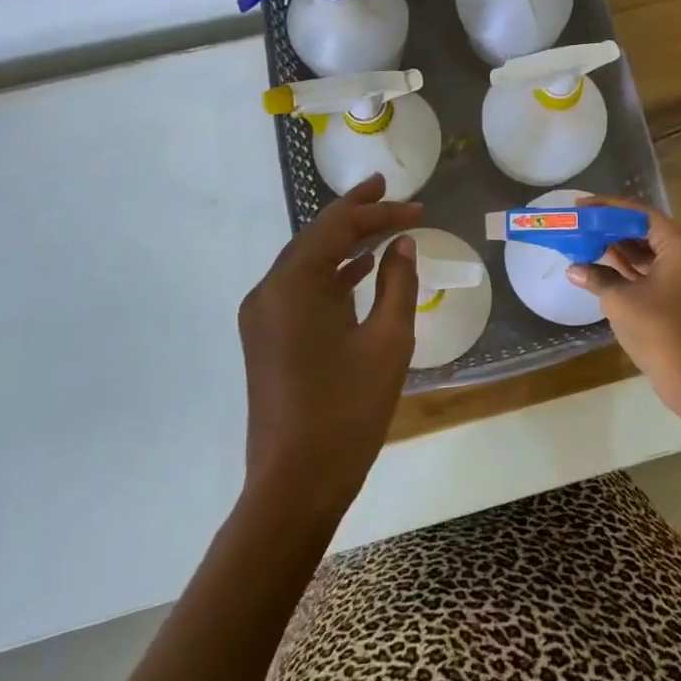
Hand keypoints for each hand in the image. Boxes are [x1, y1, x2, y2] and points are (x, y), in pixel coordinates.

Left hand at [237, 173, 422, 522]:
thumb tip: (402, 244)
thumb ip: (397, 284)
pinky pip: (301, 289)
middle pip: (316, 237)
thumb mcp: (387, 342)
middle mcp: (269, 291)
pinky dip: (332, 275)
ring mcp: (263, 316)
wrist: (294, 486)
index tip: (416, 206)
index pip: (336, 226)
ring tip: (382, 223)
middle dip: (357, 216)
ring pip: (307, 262)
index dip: (377, 210)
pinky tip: (360, 270)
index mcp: (293, 284)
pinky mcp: (268, 338)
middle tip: (392, 194)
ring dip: (344, 243)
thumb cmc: (346, 412)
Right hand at [567, 197, 680, 413]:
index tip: (580, 207)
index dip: (606, 208)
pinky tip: (603, 267)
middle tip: (580, 224)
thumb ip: (596, 277)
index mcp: (680, 243)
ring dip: (620, 248)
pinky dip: (631, 267)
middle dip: (612, 228)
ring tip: (586, 242)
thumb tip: (573, 268)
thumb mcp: (620, 300)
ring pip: (650, 250)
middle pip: (645, 229)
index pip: (639, 213)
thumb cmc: (659, 330)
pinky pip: (655, 268)